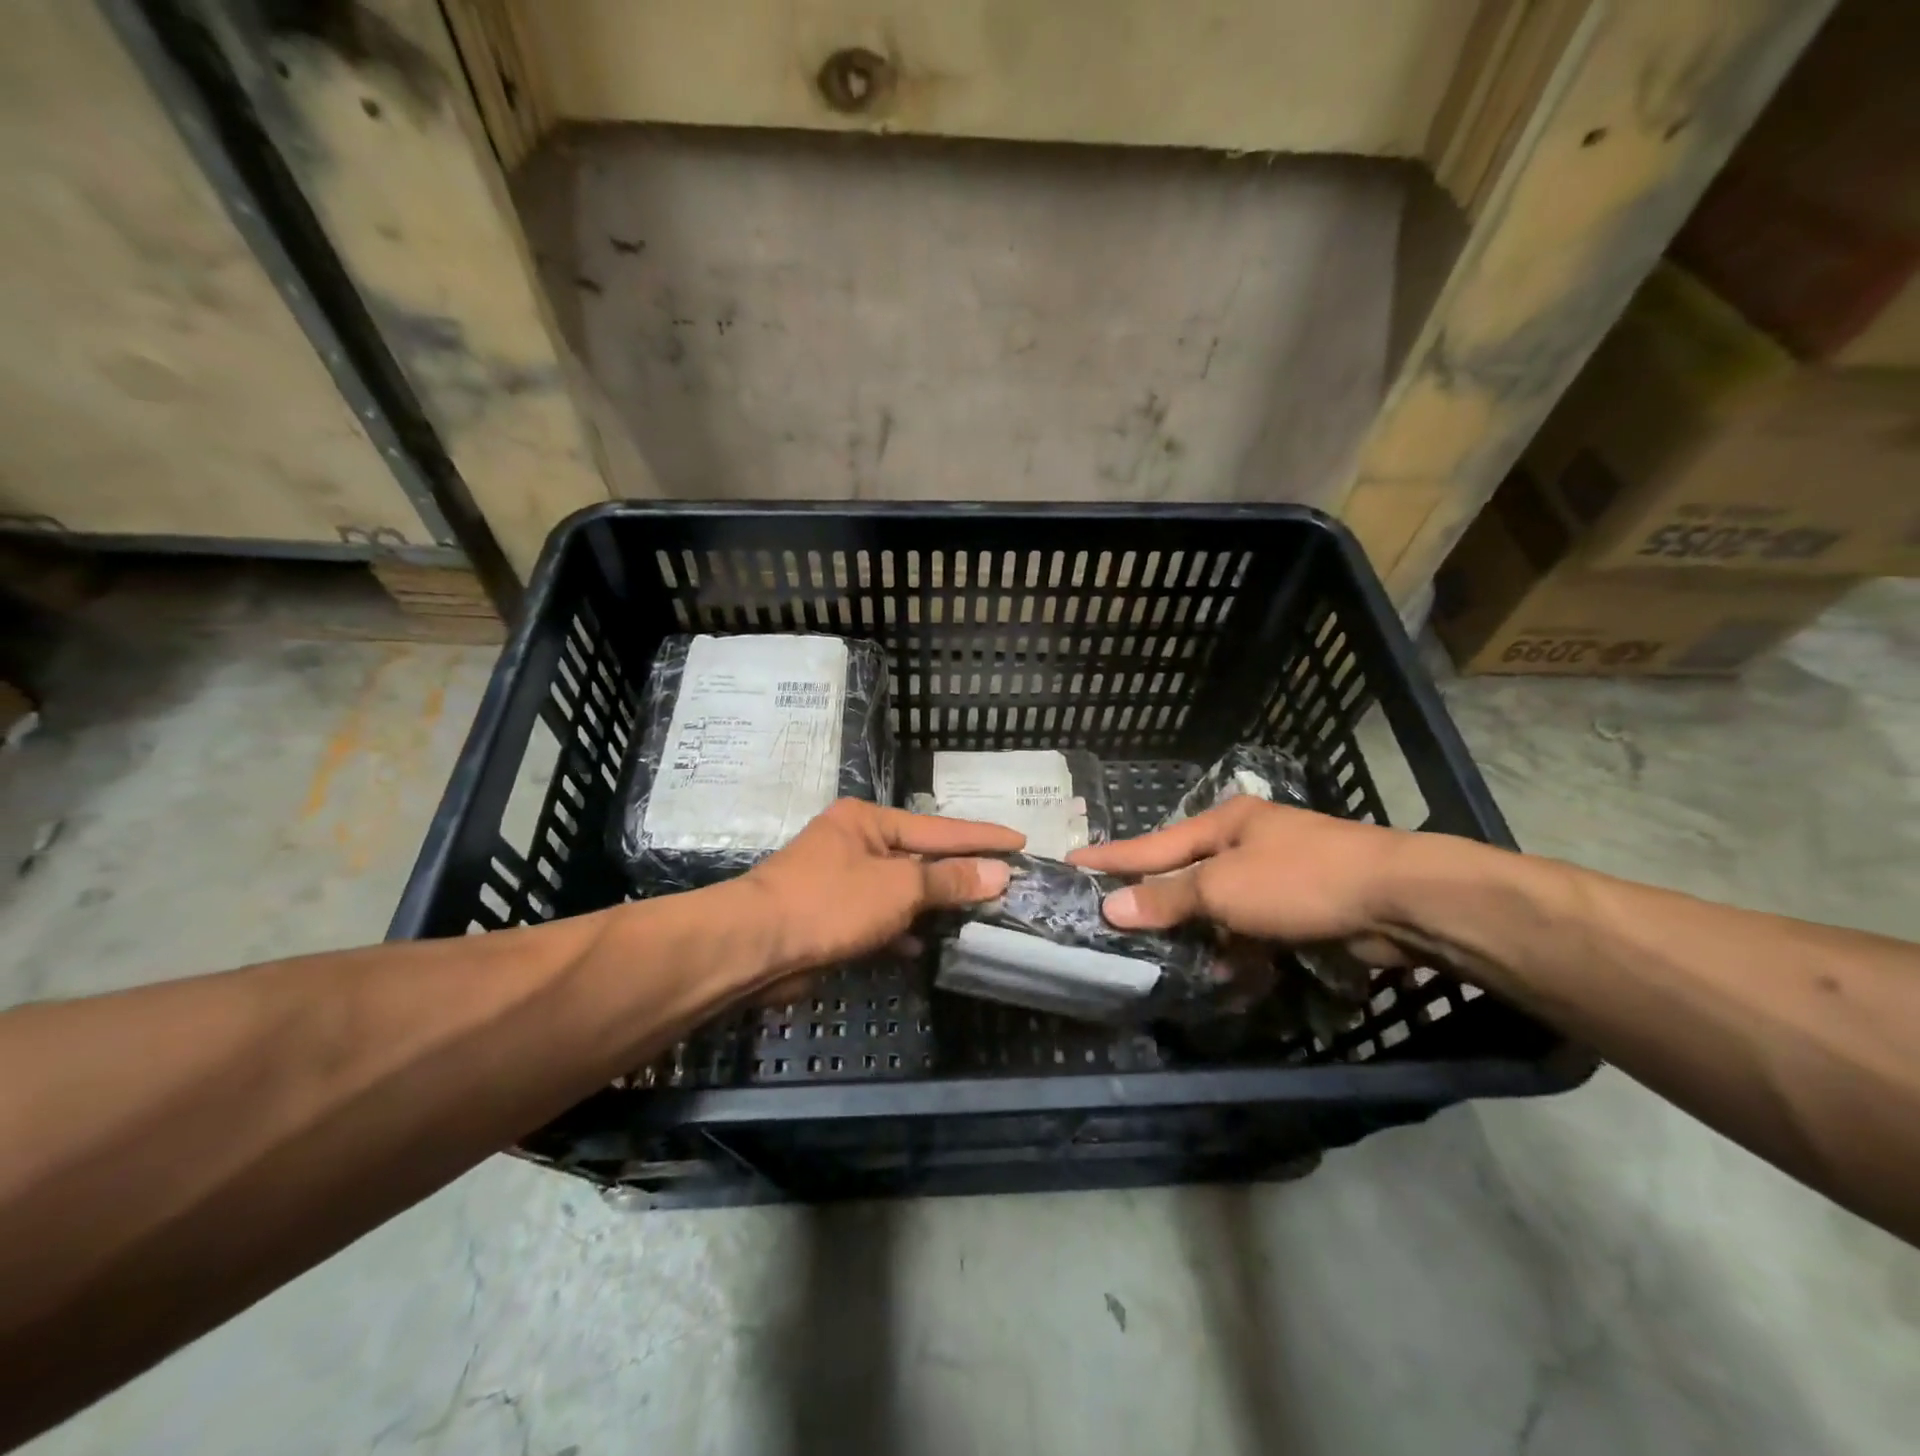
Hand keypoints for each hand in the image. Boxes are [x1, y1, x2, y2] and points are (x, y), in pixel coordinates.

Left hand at [739, 799, 1022, 981]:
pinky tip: (926, 945)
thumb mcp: (899, 888)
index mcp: (868, 821)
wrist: (756, 947)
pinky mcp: (832, 917)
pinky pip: (879, 918)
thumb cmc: (831, 903)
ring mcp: (841, 881)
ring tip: (977, 914)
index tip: (1020, 839)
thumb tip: (998, 872)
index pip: (939, 828)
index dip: (982, 836)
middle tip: (1004, 881)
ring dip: (933, 905)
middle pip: (919, 858)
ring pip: (900, 891)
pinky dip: (902, 930)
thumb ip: (949, 880)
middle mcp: (855, 843)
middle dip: (958, 873)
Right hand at [1068, 798, 1416, 964]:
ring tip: (1161, 954)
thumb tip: (1112, 906)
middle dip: (1156, 898)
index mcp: (1226, 822)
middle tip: (1113, 916)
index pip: (1154, 843)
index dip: (1113, 857)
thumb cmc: (1299, 880)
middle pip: (1186, 873)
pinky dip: (1236, 945)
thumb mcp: (1223, 887)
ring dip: (1198, 930)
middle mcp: (1248, 842)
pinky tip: (1223, 968)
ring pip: (1219, 904)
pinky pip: (1251, 926)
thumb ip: (1168, 898)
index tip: (1073, 860)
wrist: (1399, 900)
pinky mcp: (1301, 906)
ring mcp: (1277, 873)